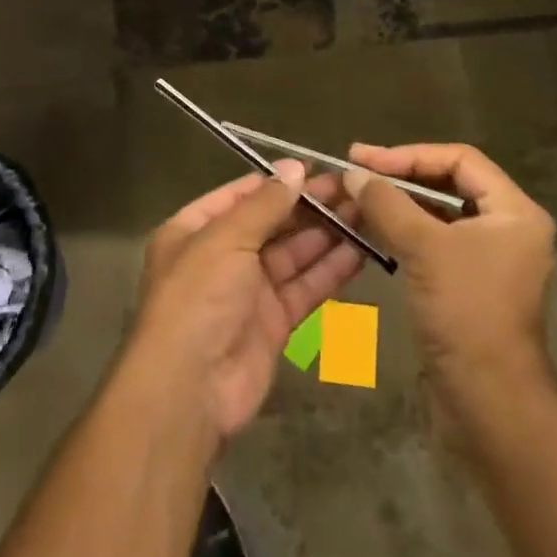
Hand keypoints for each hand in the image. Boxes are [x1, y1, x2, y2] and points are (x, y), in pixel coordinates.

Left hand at [130, 163, 364, 439]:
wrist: (190, 388)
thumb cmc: (198, 297)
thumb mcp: (226, 238)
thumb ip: (265, 204)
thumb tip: (295, 168)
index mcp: (196, 229)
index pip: (241, 195)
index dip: (278, 181)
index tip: (317, 168)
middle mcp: (222, 256)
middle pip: (272, 223)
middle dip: (310, 207)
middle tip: (354, 188)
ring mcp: (249, 291)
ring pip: (294, 254)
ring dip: (327, 234)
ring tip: (366, 212)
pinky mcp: (274, 322)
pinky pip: (305, 287)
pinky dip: (330, 270)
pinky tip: (361, 251)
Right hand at [345, 143, 556, 405]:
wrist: (489, 399)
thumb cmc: (466, 311)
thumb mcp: (424, 248)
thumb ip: (387, 203)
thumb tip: (354, 174)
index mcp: (514, 210)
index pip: (459, 159)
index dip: (409, 155)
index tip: (365, 159)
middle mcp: (509, 227)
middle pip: (451, 182)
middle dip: (402, 175)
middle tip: (358, 171)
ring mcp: (492, 256)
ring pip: (441, 213)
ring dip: (401, 203)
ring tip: (360, 196)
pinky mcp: (472, 282)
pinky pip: (437, 240)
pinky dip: (407, 230)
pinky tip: (374, 228)